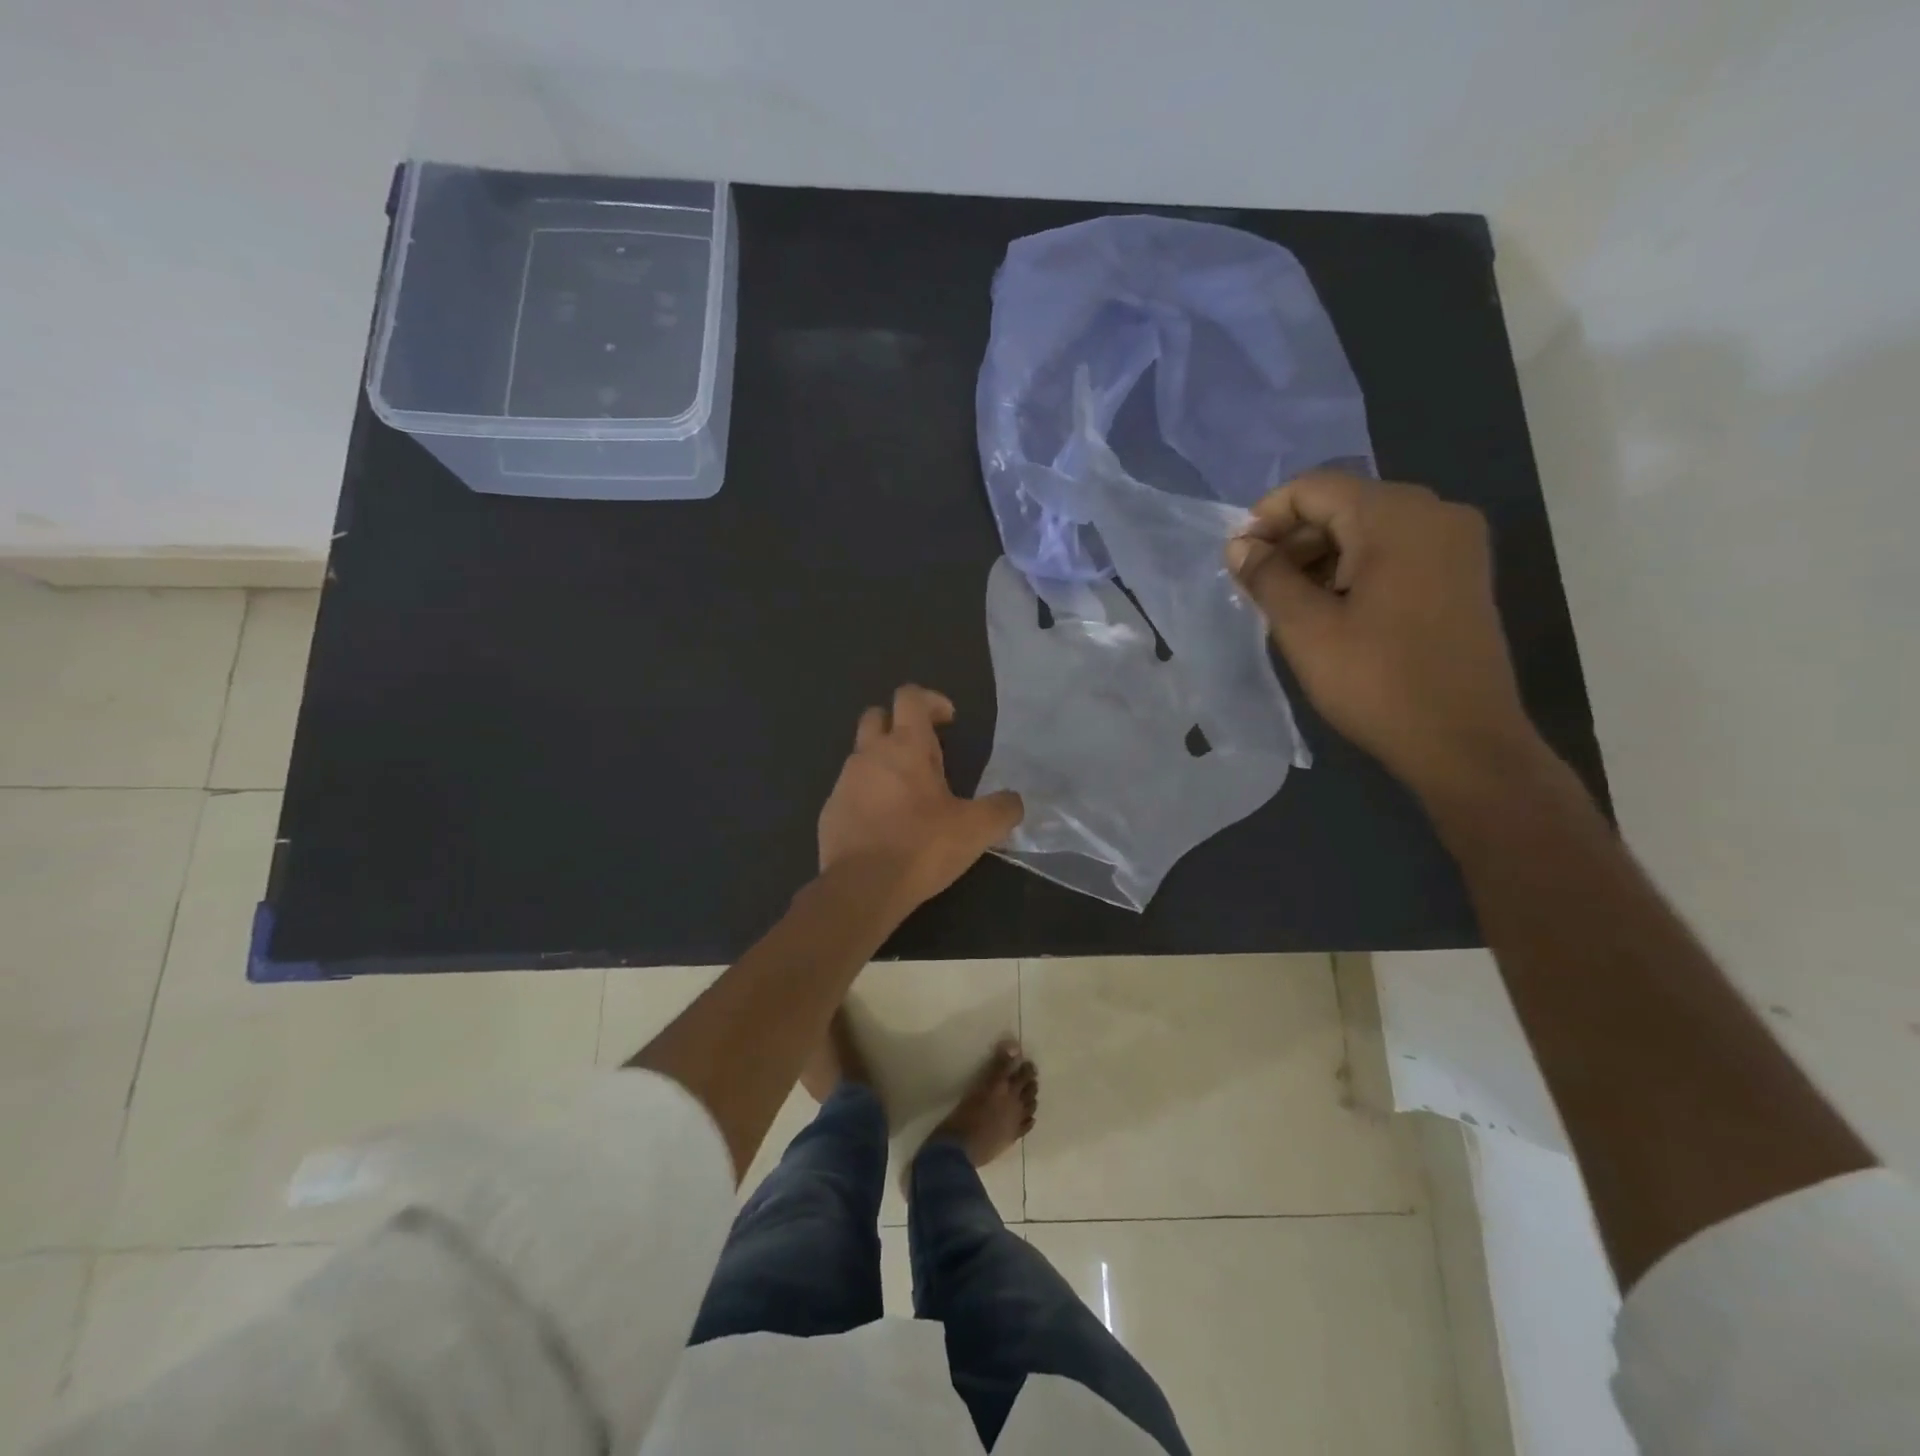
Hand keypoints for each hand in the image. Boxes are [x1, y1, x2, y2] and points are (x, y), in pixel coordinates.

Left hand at [818, 685, 1023, 915]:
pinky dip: (868, 795)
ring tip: (908, 796)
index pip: (910, 697)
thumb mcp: (976, 830)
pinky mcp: (830, 810)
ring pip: (862, 755)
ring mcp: (844, 781)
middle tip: (924, 754)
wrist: (862, 888)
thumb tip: (1014, 801)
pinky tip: (885, 825)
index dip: (931, 700)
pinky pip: (850, 790)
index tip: (948, 721)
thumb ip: (1002, 809)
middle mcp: (870, 754)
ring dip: (883, 763)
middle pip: (876, 716)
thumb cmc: (921, 847)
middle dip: (898, 724)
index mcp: (906, 746)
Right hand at [1226, 470, 1541, 799]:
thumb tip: (1239, 544)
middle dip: (1294, 540)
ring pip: (1369, 530)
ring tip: (1288, 604)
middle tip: (1258, 586)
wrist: (1463, 742)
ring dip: (1321, 557)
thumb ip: (1267, 577)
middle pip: (1344, 504)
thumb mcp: (1305, 628)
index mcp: (1396, 516)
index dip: (1266, 517)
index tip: (1238, 560)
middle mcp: (1435, 513)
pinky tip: (1331, 611)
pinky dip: (1355, 570)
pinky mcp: (1463, 575)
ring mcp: (1456, 544)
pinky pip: (1396, 552)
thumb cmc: (1376, 681)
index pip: (1314, 488)